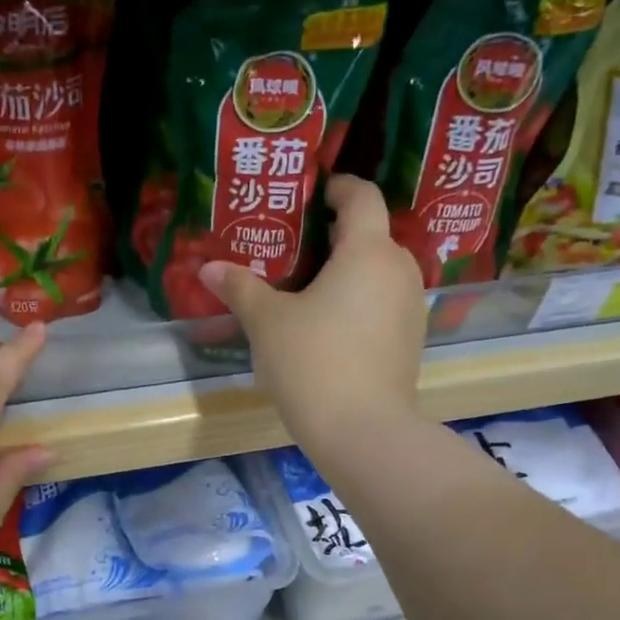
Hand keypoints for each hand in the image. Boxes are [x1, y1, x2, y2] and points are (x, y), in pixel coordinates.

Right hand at [200, 174, 425, 459]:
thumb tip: (208, 268)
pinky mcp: (411, 341)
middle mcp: (399, 270)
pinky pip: (385, 303)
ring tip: (311, 288)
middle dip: (339, 234)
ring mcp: (411, 308)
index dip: (338, 187)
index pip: (362, 197)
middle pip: (373, 235)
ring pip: (381, 272)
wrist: (363, 431)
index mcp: (368, 252)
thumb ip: (240, 288)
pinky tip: (331, 326)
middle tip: (298, 246)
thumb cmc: (312, 363)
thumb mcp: (267, 323)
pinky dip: (362, 301)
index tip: (314, 193)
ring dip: (351, 271)